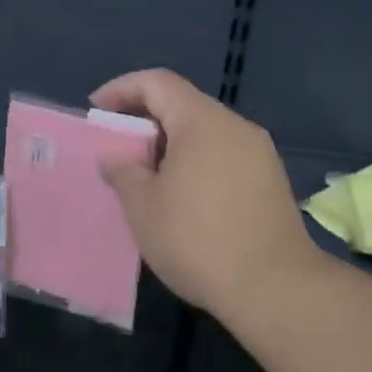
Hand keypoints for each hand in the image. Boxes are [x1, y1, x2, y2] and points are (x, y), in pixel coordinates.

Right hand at [91, 69, 323, 325]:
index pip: (157, 82)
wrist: (275, 289)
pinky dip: (194, 162)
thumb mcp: (143, 207)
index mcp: (202, 122)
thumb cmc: (197, 240)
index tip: (96, 111)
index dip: (121, 89)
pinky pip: (222, 155)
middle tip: (116, 147)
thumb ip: (123, 171)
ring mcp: (258, 154)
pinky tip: (180, 196)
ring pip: (204, 132)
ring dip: (169, 144)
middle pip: (182, 105)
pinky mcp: (270, 181)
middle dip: (144, 119)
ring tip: (144, 175)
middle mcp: (235, 127)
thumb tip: (115, 156)